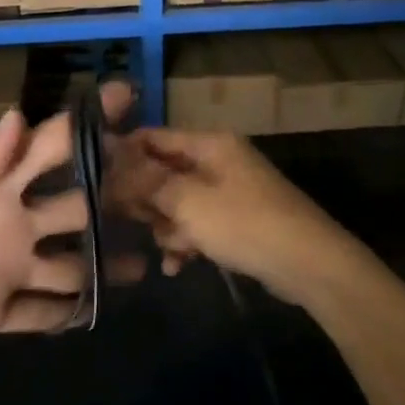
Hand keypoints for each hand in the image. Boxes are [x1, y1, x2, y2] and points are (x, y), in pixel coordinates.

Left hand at [0, 86, 128, 354]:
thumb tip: (17, 121)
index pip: (47, 147)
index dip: (85, 125)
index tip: (126, 102)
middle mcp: (10, 221)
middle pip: (77, 205)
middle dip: (114, 194)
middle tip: (155, 191)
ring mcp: (6, 270)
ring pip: (72, 265)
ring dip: (106, 263)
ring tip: (147, 261)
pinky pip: (43, 315)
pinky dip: (73, 313)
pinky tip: (104, 310)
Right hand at [106, 127, 358, 304]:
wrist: (310, 265)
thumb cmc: (245, 224)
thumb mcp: (188, 202)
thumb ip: (145, 181)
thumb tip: (107, 158)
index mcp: (209, 144)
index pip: (153, 137)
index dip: (122, 156)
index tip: (95, 182)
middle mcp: (217, 161)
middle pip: (162, 172)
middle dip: (146, 200)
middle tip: (130, 223)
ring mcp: (228, 192)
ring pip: (177, 203)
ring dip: (167, 228)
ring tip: (171, 250)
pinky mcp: (236, 221)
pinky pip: (197, 224)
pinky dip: (186, 242)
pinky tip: (178, 266)